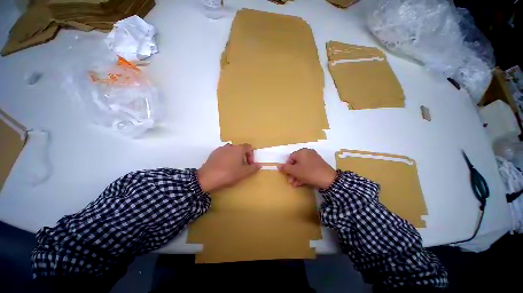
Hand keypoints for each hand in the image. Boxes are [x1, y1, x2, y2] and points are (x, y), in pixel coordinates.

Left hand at [197, 144, 260, 192]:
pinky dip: (226, 158)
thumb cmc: (228, 174)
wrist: (207, 178)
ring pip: (231, 151)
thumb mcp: (243, 173)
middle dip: (243, 157)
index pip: (249, 147)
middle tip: (242, 167)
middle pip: (240, 149)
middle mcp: (230, 146)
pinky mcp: (213, 153)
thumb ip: (253, 168)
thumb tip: (259, 165)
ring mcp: (220, 149)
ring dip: (235, 158)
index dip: (251, 155)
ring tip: (232, 168)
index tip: (249, 164)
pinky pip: (223, 154)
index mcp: (238, 149)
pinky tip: (223, 167)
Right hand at [278, 148, 335, 188]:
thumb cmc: (309, 173)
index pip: (290, 158)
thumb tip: (278, 166)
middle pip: (296, 163)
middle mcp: (308, 153)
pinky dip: (303, 175)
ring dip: (297, 176)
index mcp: (302, 152)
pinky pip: (308, 169)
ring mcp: (314, 159)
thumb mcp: (295, 171)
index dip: (287, 167)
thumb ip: (285, 168)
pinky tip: (300, 183)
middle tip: (290, 181)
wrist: (329, 179)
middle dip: (292, 173)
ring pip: (302, 167)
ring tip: (294, 184)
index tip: (286, 175)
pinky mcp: (319, 165)